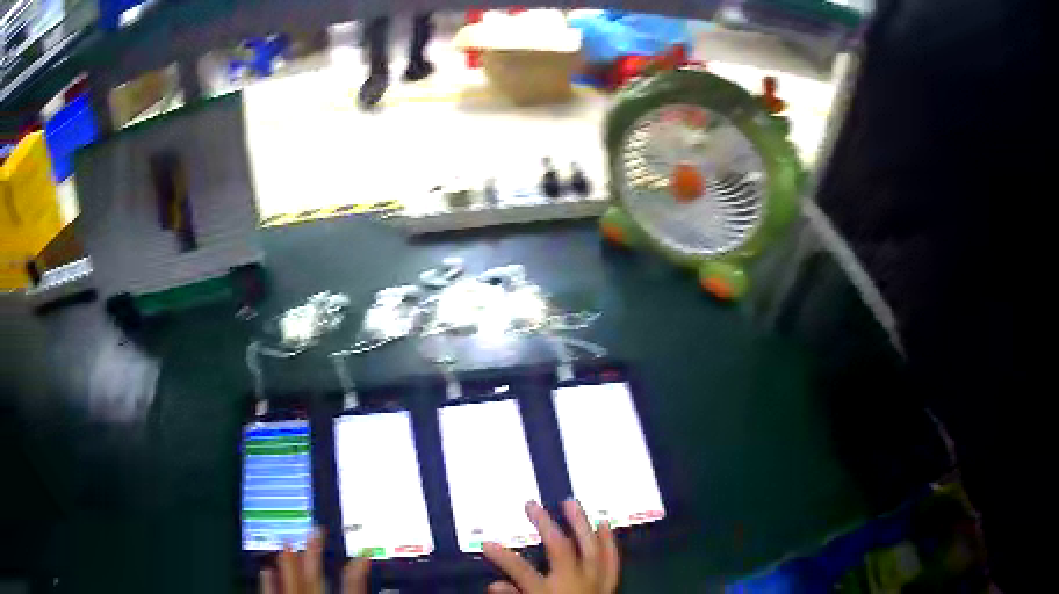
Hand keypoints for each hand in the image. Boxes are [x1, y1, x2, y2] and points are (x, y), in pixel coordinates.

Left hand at [259, 528, 370, 593]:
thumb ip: (357, 593)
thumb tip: (377, 580)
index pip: (351, 587)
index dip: (357, 569)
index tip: (363, 552)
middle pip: (315, 577)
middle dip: (316, 552)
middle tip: (317, 529)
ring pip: (291, 581)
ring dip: (289, 562)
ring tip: (287, 541)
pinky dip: (268, 583)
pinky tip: (266, 570)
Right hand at [483, 500, 619, 593]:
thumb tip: (493, 585)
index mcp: (550, 593)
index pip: (521, 570)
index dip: (503, 556)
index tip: (486, 542)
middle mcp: (574, 583)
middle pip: (560, 548)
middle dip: (544, 525)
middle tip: (531, 504)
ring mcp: (595, 581)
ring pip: (590, 547)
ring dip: (580, 523)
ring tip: (571, 502)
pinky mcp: (608, 584)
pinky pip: (612, 560)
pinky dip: (609, 542)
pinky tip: (606, 524)